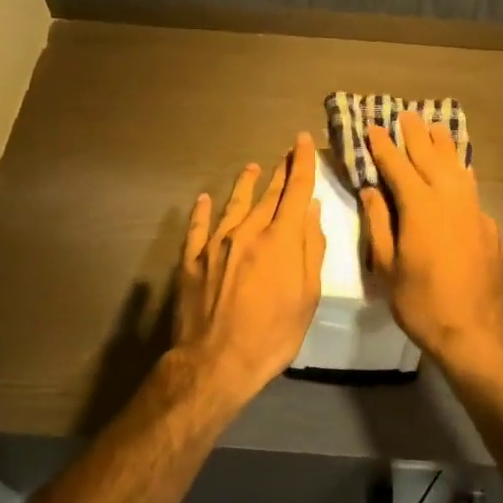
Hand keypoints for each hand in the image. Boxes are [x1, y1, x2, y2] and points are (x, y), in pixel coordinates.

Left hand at [173, 132, 325, 404]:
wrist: (216, 361)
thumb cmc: (273, 334)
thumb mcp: (308, 296)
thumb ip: (311, 249)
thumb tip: (311, 210)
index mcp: (280, 239)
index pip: (295, 191)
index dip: (302, 164)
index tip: (303, 141)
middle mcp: (247, 231)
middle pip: (267, 195)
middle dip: (280, 172)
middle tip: (287, 153)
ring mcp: (215, 244)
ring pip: (233, 204)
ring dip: (245, 184)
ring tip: (252, 168)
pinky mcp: (191, 260)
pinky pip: (197, 227)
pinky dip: (201, 211)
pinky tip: (203, 199)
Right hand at [361, 111, 502, 373]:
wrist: (479, 332)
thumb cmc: (422, 303)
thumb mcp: (387, 267)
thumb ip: (379, 223)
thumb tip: (371, 190)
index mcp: (420, 206)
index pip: (397, 165)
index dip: (383, 146)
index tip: (374, 127)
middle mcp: (451, 199)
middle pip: (431, 157)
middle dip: (416, 135)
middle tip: (406, 115)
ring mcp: (477, 213)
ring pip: (459, 170)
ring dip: (445, 148)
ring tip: (437, 130)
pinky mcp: (493, 230)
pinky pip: (473, 195)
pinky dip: (462, 180)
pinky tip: (461, 180)